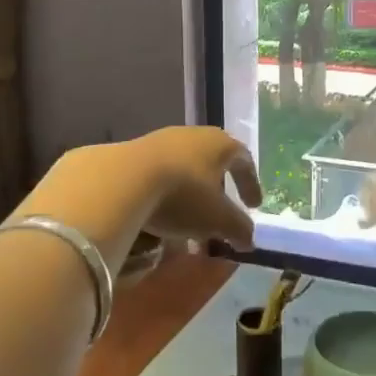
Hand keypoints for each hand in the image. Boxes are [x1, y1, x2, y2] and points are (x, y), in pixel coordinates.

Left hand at [129, 126, 262, 247]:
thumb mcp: (218, 219)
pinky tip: (161, 217)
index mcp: (220, 144)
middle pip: (213, 165)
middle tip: (220, 218)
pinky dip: (167, 196)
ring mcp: (162, 141)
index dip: (251, 184)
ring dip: (191, 199)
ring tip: (188, 226)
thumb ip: (239, 228)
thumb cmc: (183, 195)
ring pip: (185, 172)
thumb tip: (249, 240)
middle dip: (218, 195)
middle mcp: (194, 135)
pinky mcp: (135, 152)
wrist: (122, 180)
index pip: (244, 161)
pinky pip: (160, 175)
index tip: (254, 206)